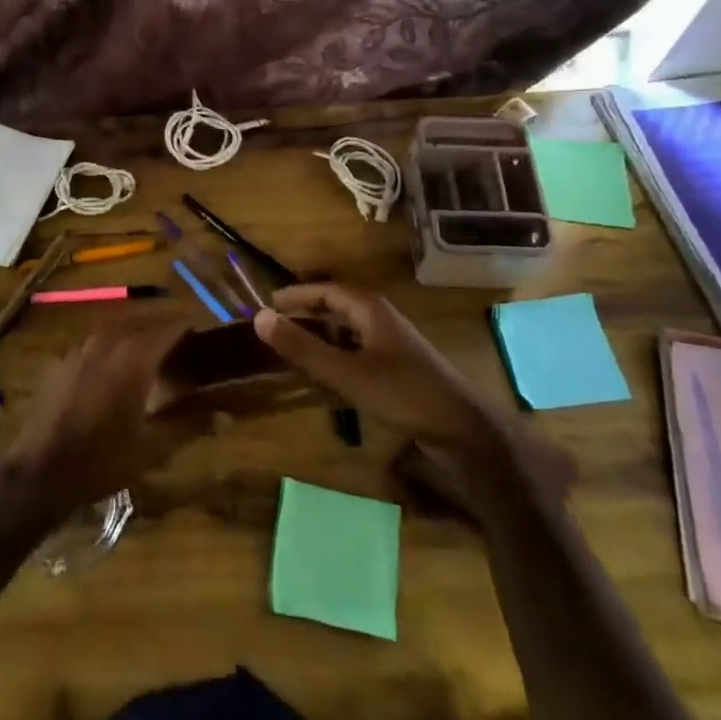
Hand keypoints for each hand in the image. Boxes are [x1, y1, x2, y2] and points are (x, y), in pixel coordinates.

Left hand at [0, 320, 202, 519]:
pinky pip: (97, 340)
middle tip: (186, 342)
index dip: (191, 326)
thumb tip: (225, 414)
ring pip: (118, 326)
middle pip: (144, 320)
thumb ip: (189, 424)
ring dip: (140, 330)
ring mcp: (81, 349)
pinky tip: (119, 366)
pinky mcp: (63, 361)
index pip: (170, 326)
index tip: (208, 333)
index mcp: (133, 357)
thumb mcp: (152, 448)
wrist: (39, 473)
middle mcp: (107, 342)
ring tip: (156, 350)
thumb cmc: (101, 461)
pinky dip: (116, 342)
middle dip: (166, 325)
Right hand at [253, 283, 507, 446]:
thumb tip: (258, 317)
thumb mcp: (345, 372)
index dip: (295, 295)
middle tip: (274, 325)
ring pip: (348, 329)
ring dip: (320, 334)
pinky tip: (326, 373)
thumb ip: (302, 346)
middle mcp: (381, 318)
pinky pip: (358, 349)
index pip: (325, 290)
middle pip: (337, 306)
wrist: (462, 429)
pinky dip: (336, 353)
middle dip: (306, 312)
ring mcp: (392, 343)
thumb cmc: (402, 393)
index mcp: (370, 309)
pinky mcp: (399, 367)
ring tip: (293, 347)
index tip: (267, 303)